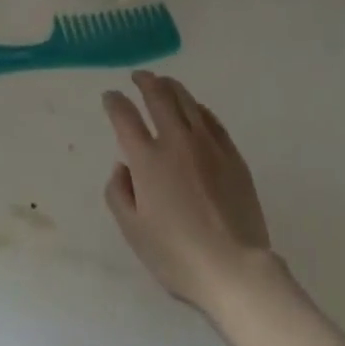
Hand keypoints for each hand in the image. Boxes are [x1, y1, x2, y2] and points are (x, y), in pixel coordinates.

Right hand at [103, 71, 272, 316]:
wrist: (234, 269)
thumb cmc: (178, 256)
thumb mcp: (134, 233)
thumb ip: (118, 194)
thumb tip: (122, 166)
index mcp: (148, 159)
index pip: (125, 116)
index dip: (114, 102)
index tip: (110, 96)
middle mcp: (176, 140)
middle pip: (157, 95)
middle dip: (144, 81)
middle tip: (138, 76)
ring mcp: (206, 143)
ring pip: (185, 99)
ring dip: (170, 85)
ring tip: (163, 82)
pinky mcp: (230, 152)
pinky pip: (210, 117)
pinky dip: (196, 106)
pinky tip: (193, 108)